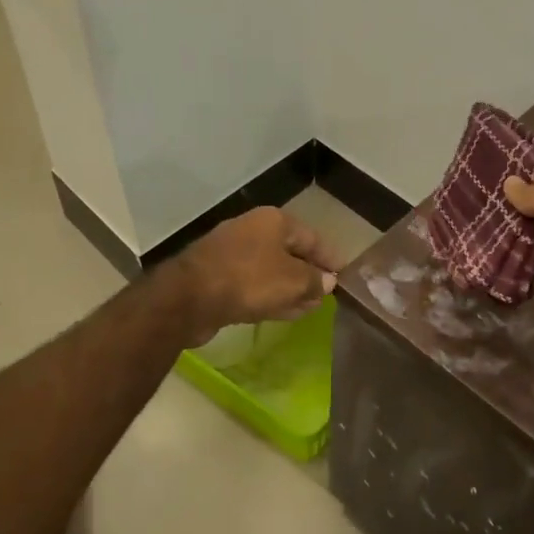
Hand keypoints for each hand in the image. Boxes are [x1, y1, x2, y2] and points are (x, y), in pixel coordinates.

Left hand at [176, 206, 340, 344]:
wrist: (189, 298)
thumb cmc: (249, 280)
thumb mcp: (292, 282)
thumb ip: (314, 281)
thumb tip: (328, 281)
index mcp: (274, 221)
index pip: (312, 238)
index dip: (330, 258)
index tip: (343, 275)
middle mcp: (253, 230)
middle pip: (290, 252)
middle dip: (309, 275)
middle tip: (325, 295)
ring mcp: (232, 253)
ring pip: (271, 270)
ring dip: (290, 289)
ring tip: (308, 308)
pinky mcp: (218, 276)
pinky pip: (253, 284)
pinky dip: (269, 296)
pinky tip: (283, 311)